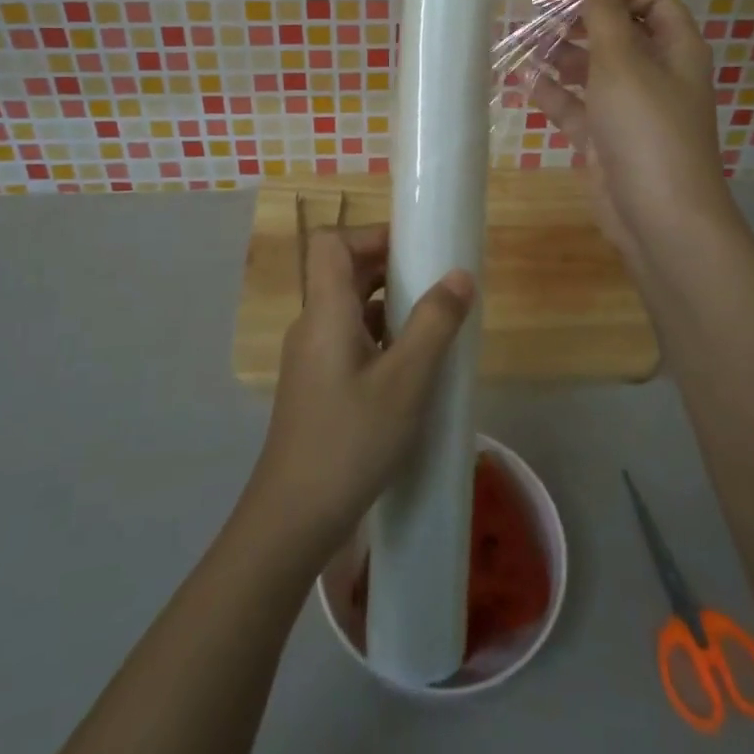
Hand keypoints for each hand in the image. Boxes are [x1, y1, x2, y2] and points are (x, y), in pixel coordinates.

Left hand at [244, 224, 473, 562]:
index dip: (368, 235)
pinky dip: (379, 337)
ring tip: (431, 326)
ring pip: (348, 308)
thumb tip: (459, 274)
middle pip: (342, 272)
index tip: (412, 250)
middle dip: (388, 268)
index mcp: (325, 311)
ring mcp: (311, 356)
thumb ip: (434, 324)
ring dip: (388, 305)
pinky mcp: (316, 384)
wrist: (294, 518)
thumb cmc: (351, 441)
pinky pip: (348, 339)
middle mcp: (312, 324)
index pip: (330, 243)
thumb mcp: (405, 381)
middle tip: (434, 286)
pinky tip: (410, 369)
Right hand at [531, 0, 736, 275]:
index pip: (653, 2)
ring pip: (593, 70)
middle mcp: (655, 75)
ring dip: (562, 54)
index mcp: (676, 50)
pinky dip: (553, 93)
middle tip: (540, 14)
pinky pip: (576, 107)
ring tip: (525, 42)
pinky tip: (523, 80)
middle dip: (581, 21)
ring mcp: (629, 110)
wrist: (659, 216)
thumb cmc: (646, 128)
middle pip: (618, 34)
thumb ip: (605, 16)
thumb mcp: (624, 61)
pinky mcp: (604, 140)